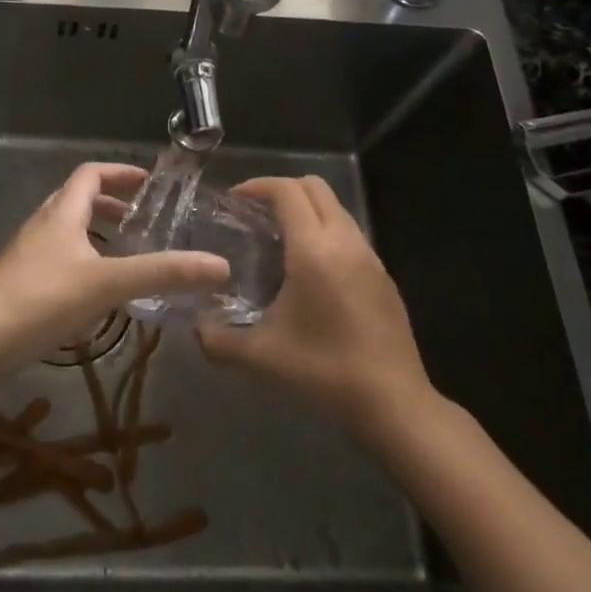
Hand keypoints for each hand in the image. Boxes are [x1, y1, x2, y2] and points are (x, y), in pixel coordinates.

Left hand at [0, 162, 228, 392]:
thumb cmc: (40, 301)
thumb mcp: (106, 285)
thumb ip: (162, 274)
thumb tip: (220, 265)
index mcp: (61, 213)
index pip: (90, 174)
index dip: (120, 173)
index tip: (150, 184)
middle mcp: (42, 225)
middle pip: (76, 199)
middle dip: (110, 204)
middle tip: (142, 222)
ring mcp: (27, 254)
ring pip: (66, 230)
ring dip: (95, 234)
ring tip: (125, 255)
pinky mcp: (20, 282)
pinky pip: (58, 258)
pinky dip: (82, 261)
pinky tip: (96, 293)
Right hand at [195, 175, 438, 441]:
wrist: (395, 405)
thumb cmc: (324, 372)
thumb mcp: (260, 357)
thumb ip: (217, 339)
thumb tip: (195, 326)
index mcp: (314, 250)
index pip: (286, 191)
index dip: (257, 186)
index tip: (232, 200)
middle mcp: (345, 242)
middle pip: (315, 187)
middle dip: (281, 189)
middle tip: (253, 213)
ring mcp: (370, 258)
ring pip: (336, 209)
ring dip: (306, 210)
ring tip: (277, 239)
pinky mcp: (384, 277)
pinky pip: (350, 234)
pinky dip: (325, 232)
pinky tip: (308, 270)